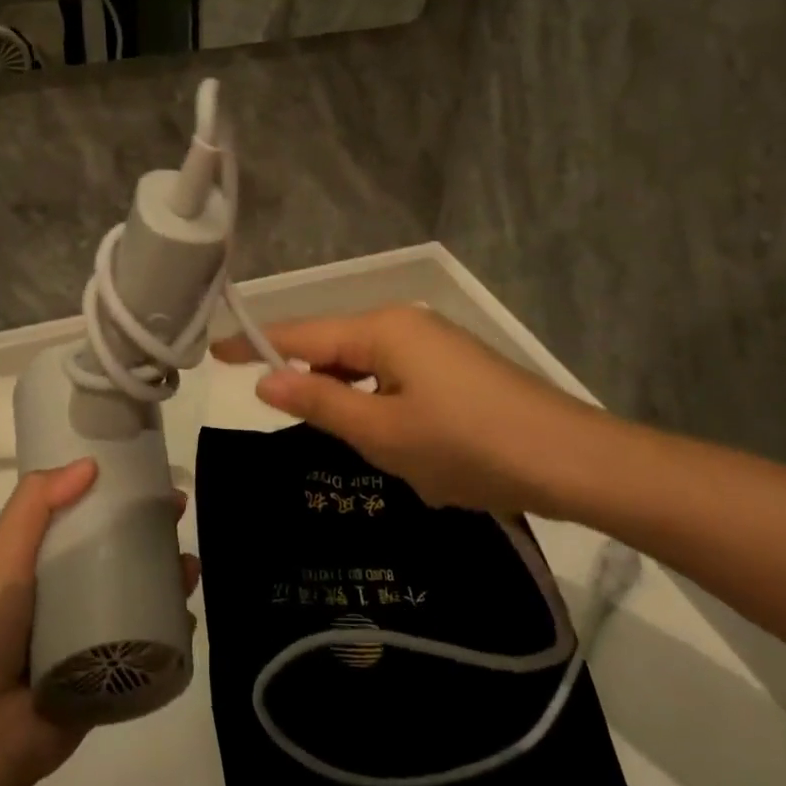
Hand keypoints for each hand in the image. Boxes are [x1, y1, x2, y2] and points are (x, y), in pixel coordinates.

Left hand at [0, 460, 199, 785]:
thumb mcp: (3, 555)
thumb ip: (36, 503)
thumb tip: (90, 464)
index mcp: (36, 562)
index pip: (81, 515)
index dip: (114, 492)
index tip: (146, 477)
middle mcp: (63, 593)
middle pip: (116, 550)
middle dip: (150, 531)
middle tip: (178, 517)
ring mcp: (87, 635)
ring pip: (138, 593)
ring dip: (168, 575)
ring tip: (189, 570)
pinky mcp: (108, 674)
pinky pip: (145, 642)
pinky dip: (169, 625)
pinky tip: (186, 615)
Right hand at [211, 306, 621, 517]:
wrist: (571, 460)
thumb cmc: (467, 446)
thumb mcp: (382, 432)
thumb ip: (319, 402)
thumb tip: (264, 380)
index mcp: (382, 329)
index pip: (301, 335)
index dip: (255, 345)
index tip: (214, 351)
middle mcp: (406, 324)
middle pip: (335, 347)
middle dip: (309, 381)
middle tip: (285, 421)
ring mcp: (436, 345)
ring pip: (368, 367)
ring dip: (350, 400)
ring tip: (348, 443)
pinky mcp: (457, 369)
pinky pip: (397, 378)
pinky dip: (381, 405)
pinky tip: (394, 442)